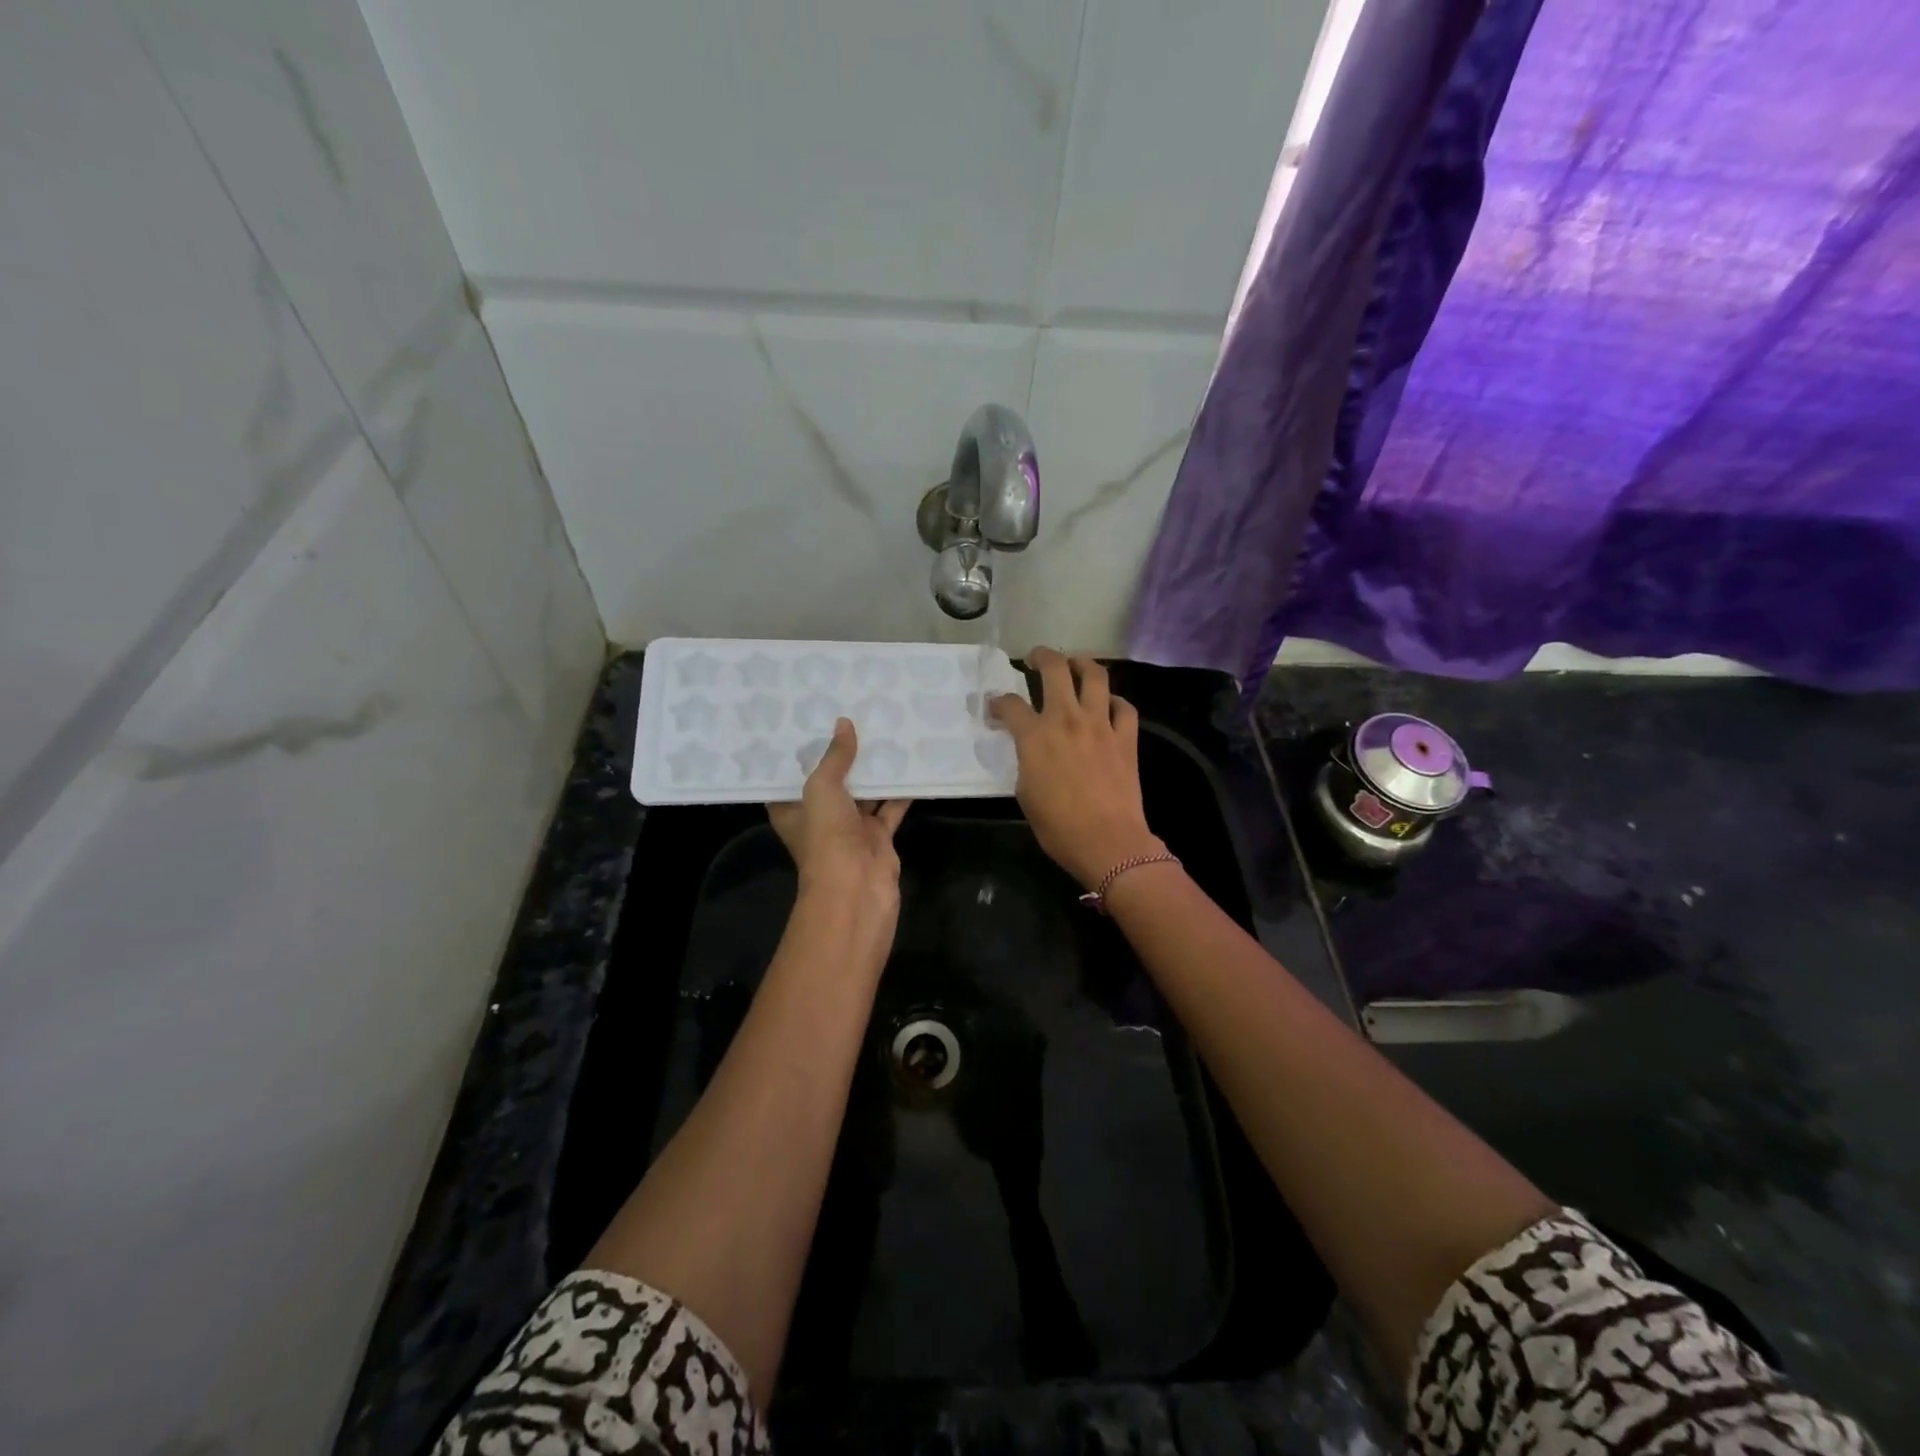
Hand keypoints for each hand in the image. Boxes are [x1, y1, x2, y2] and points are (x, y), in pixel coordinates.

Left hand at [768, 717, 909, 915]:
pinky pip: (890, 808)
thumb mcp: (822, 788)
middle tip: (857, 716)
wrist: (856, 890)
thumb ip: (835, 757)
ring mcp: (851, 829)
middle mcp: (820, 818)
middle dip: (845, 755)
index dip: (802, 751)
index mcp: (793, 809)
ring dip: (875, 770)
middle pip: (832, 781)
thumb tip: (843, 724)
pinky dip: (901, 791)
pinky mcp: (878, 838)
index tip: (812, 720)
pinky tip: (912, 765)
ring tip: (887, 732)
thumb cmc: (826, 837)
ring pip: (864, 793)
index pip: (792, 776)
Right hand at [987, 648, 1163, 889]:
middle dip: (1042, 656)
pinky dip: (1115, 702)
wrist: (1108, 842)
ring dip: (1083, 663)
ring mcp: (1100, 725)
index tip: (995, 707)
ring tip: (1076, 664)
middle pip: (1055, 669)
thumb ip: (1025, 761)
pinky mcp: (1126, 737)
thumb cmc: (1058, 826)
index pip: (1010, 704)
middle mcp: (1067, 719)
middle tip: (1036, 658)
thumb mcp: (1025, 793)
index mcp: (1035, 736)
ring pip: (1095, 676)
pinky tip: (1108, 706)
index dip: (998, 702)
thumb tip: (1029, 750)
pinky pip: (1124, 707)